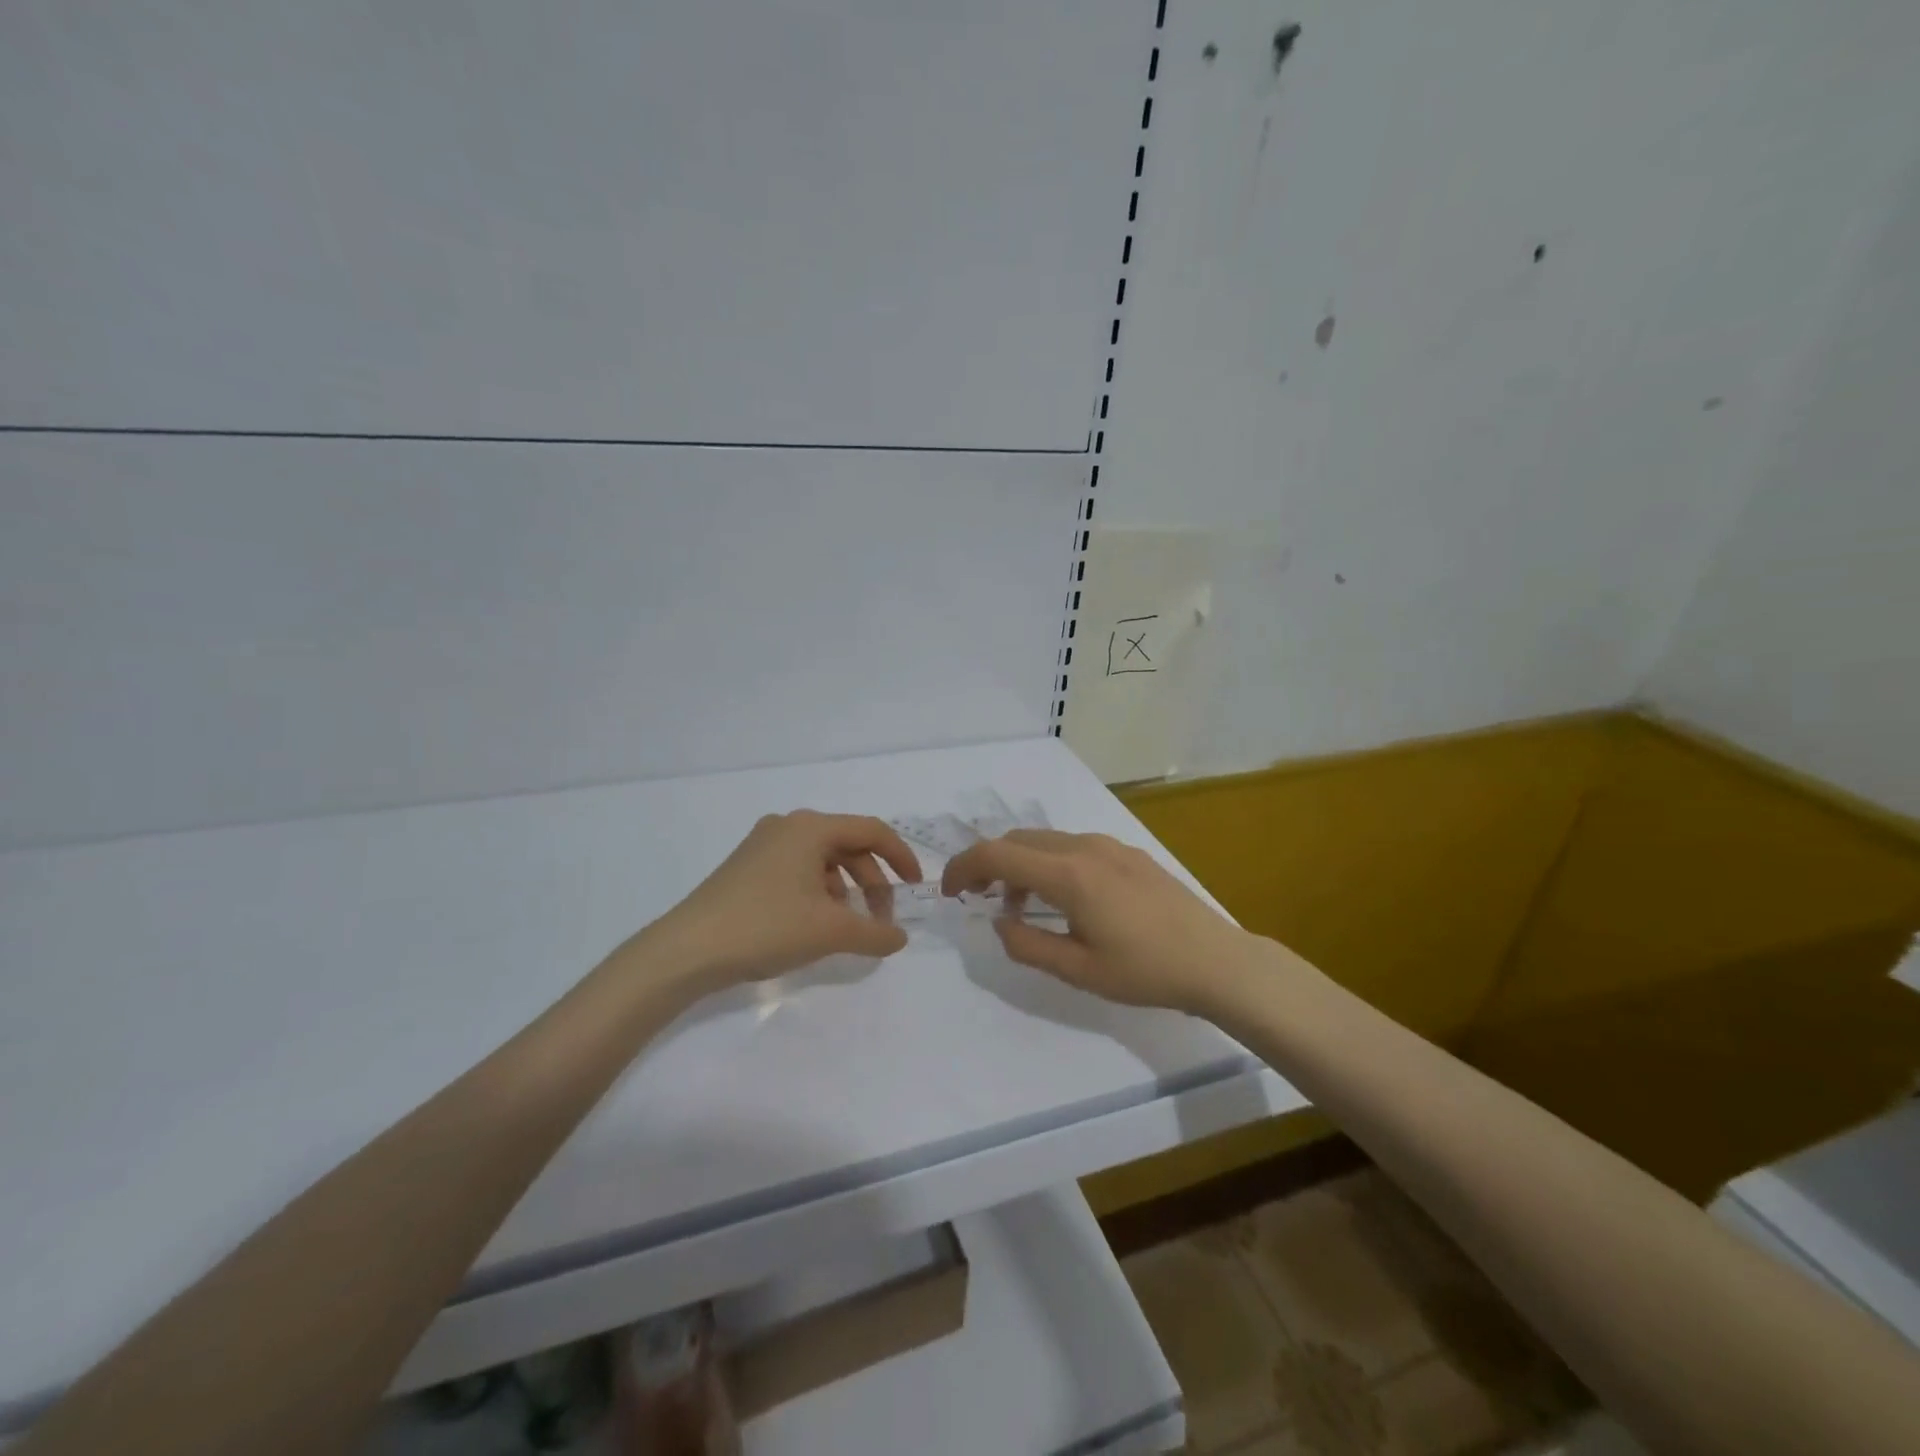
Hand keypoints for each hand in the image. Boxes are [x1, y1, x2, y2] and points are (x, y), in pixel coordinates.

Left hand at [649, 811, 922, 990]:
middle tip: (880, 918)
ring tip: (849, 926)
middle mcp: (788, 826)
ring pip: (823, 860)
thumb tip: (899, 938)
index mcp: (811, 828)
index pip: (872, 831)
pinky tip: (816, 924)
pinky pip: (798, 870)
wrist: (686, 950)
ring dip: (846, 889)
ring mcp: (763, 845)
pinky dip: (819, 892)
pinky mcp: (747, 867)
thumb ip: (875, 933)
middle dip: (872, 881)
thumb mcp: (830, 931)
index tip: (916, 887)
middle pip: (848, 845)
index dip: (901, 857)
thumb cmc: (766, 927)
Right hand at [941, 829, 1253, 1012]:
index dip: (963, 867)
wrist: (1216, 960)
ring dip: (1020, 864)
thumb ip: (1027, 945)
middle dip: (988, 863)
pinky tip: (1063, 898)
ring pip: (1046, 841)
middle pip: (1018, 840)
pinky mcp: (1127, 853)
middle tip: (978, 898)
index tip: (949, 892)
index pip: (996, 854)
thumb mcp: (1078, 971)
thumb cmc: (1145, 971)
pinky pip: (1073, 847)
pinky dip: (1049, 863)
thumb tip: (999, 922)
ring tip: (1020, 905)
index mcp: (1068, 874)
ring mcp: (1109, 845)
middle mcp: (1084, 847)